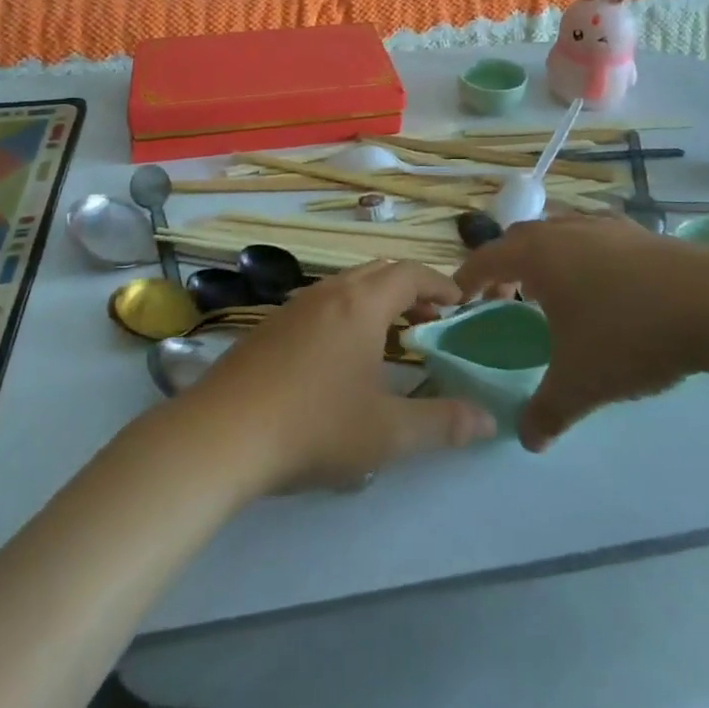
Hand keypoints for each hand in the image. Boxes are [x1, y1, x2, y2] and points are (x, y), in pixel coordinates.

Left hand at [176, 260, 496, 493]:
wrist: (221, 435)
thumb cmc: (314, 426)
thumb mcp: (387, 433)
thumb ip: (441, 423)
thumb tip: (487, 419)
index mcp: (361, 304)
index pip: (410, 273)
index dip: (439, 283)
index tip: (460, 302)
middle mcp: (328, 293)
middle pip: (378, 272)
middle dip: (410, 290)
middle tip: (432, 319)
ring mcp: (292, 307)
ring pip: (345, 287)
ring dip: (376, 301)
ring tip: (391, 336)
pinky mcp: (267, 327)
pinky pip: (320, 304)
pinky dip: (346, 314)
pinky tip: (340, 355)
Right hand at [454, 215, 708, 451]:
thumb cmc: (630, 334)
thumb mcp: (581, 383)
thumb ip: (546, 412)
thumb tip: (527, 441)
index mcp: (539, 255)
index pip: (487, 258)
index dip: (469, 278)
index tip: (459, 297)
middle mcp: (565, 230)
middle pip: (521, 240)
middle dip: (506, 267)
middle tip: (505, 298)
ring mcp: (605, 226)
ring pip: (560, 233)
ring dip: (546, 258)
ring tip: (553, 292)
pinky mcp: (640, 233)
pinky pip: (594, 238)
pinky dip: (583, 256)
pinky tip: (603, 284)